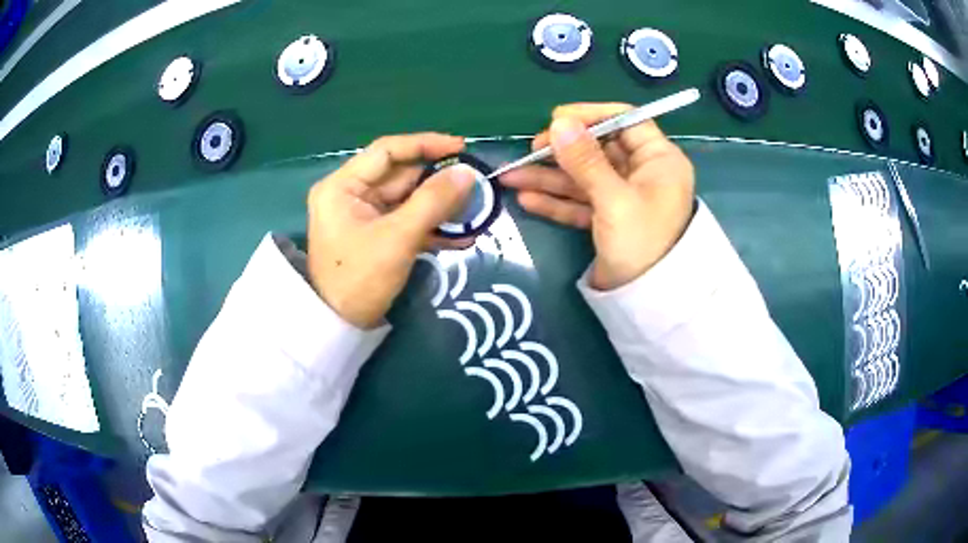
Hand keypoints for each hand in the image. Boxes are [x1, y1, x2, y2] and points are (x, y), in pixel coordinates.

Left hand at [306, 133, 475, 328]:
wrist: (340, 326)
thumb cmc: (359, 278)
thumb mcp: (397, 238)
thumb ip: (433, 201)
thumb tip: (468, 173)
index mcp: (343, 185)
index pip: (388, 151)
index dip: (426, 144)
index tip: (462, 149)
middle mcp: (351, 194)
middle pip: (401, 176)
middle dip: (439, 182)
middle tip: (476, 187)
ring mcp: (364, 216)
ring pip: (409, 200)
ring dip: (441, 207)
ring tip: (475, 213)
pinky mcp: (377, 235)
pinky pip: (407, 221)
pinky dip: (431, 227)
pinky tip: (461, 236)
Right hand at [500, 103, 695, 290]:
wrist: (648, 302)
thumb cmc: (643, 243)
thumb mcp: (614, 199)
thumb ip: (586, 161)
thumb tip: (559, 122)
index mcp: (658, 160)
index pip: (625, 121)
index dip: (591, 116)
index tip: (557, 119)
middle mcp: (642, 173)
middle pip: (598, 149)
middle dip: (562, 150)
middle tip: (531, 150)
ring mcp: (624, 197)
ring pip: (584, 177)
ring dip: (549, 177)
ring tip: (511, 176)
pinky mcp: (608, 219)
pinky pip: (581, 202)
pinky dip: (556, 201)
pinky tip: (526, 199)